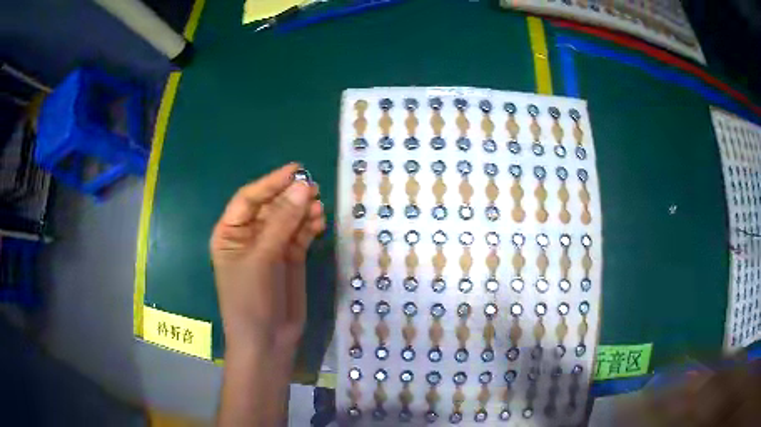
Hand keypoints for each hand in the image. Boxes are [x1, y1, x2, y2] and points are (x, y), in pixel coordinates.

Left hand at [210, 163, 324, 357]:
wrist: (267, 341)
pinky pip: (300, 234)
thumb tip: (304, 187)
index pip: (249, 199)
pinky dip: (310, 226)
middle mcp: (249, 236)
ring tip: (319, 206)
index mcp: (230, 233)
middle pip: (271, 206)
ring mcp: (271, 247)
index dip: (270, 183)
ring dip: (303, 210)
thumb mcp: (262, 259)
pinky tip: (320, 221)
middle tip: (314, 188)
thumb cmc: (250, 300)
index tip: (296, 170)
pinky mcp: (290, 258)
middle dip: (290, 197)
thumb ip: (282, 223)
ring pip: (288, 219)